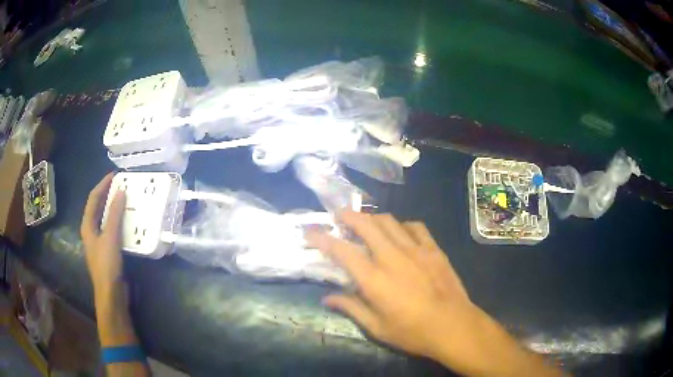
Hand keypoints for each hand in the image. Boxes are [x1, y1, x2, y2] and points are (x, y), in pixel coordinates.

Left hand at [80, 173, 125, 295]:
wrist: (111, 294)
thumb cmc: (106, 265)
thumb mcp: (110, 238)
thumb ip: (114, 215)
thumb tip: (121, 192)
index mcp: (87, 226)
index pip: (93, 198)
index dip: (102, 184)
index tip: (115, 175)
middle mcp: (91, 231)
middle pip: (98, 207)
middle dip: (108, 194)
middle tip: (122, 185)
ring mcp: (99, 241)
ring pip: (105, 218)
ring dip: (114, 208)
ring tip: (126, 199)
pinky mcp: (108, 250)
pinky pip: (112, 229)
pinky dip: (119, 221)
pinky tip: (128, 221)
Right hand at [307, 212, 477, 358]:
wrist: (454, 326)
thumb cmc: (412, 332)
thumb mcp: (377, 328)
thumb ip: (351, 308)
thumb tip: (327, 298)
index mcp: (374, 279)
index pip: (342, 250)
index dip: (322, 238)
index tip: (311, 233)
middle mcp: (392, 257)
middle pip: (366, 224)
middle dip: (348, 216)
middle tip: (339, 217)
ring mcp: (416, 250)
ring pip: (389, 221)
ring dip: (372, 218)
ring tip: (366, 224)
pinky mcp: (433, 249)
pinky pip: (415, 226)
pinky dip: (402, 225)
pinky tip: (400, 234)